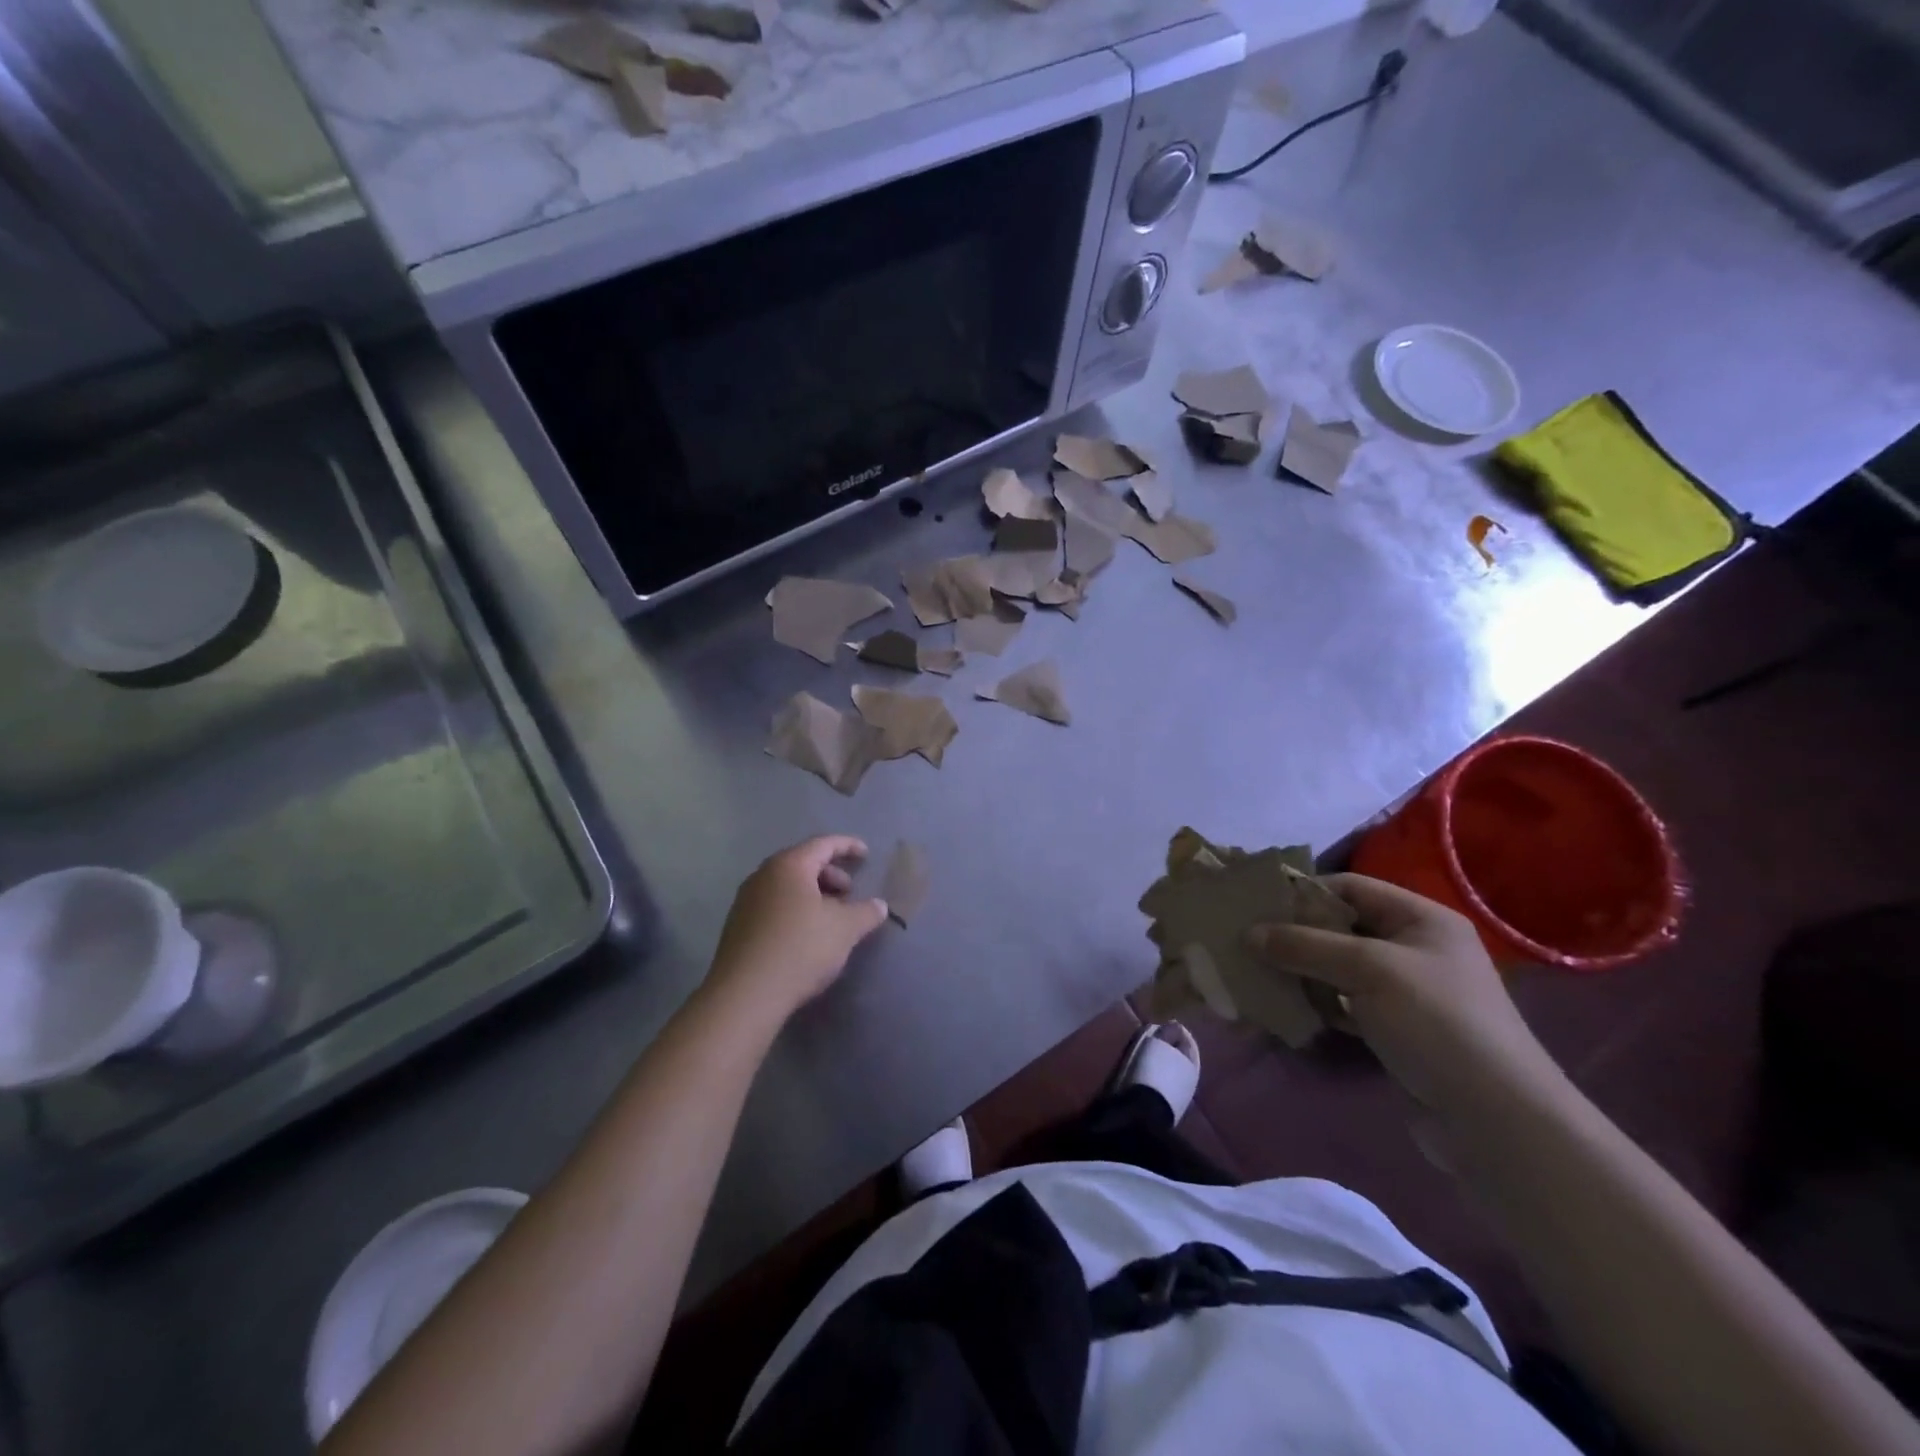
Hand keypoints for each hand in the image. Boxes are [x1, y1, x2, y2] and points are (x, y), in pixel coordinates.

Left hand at [708, 836, 888, 1015]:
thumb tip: (879, 905)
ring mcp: (746, 901)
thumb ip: (866, 912)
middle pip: (803, 863)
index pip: (823, 844)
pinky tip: (806, 936)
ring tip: (831, 917)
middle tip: (849, 894)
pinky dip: (795, 910)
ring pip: (787, 886)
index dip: (847, 846)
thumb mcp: (845, 929)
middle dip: (830, 874)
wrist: (745, 995)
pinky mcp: (738, 926)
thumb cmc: (800, 948)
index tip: (866, 854)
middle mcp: (763, 876)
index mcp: (789, 866)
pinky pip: (773, 905)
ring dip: (813, 895)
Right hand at [1248, 874, 1566, 1116]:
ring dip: (1301, 971)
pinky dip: (1317, 1004)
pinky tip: (1287, 1010)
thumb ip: (1306, 946)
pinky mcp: (1397, 1030)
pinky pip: (1345, 1004)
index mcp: (1421, 919)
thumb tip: (1249, 933)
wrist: (1497, 1121)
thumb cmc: (1437, 1023)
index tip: (1257, 906)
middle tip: (1248, 942)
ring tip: (1257, 974)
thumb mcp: (1369, 970)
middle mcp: (1415, 948)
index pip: (1351, 887)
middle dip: (1295, 934)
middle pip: (1342, 927)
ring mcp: (1407, 992)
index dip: (1304, 892)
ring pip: (1339, 968)